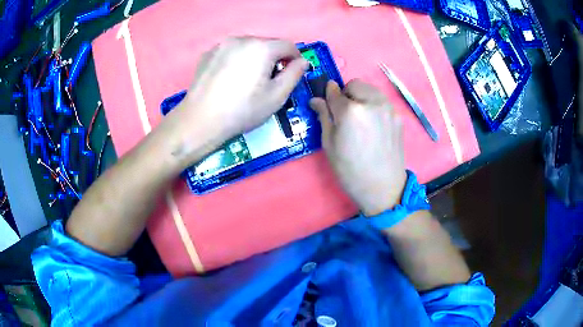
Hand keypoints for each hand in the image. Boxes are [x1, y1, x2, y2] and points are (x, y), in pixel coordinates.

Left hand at [166, 37, 308, 165]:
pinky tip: (229, 79)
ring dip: (254, 58)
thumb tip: (303, 61)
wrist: (200, 120)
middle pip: (267, 44)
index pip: (288, 45)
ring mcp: (221, 45)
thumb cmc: (243, 110)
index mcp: (261, 48)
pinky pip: (230, 52)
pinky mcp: (208, 54)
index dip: (295, 59)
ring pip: (247, 47)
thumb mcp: (277, 97)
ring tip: (247, 80)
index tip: (292, 73)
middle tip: (268, 81)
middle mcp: (241, 39)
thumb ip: (294, 75)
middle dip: (273, 58)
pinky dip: (236, 60)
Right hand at [310, 80, 406, 216]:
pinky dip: (373, 106)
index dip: (327, 95)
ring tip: (359, 119)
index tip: (325, 101)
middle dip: (346, 94)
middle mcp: (372, 103)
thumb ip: (324, 117)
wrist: (383, 188)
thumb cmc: (350, 171)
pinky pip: (382, 102)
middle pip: (355, 84)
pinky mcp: (398, 117)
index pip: (334, 92)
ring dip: (361, 97)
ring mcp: (389, 108)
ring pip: (370, 90)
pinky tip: (373, 126)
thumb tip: (317, 99)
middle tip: (343, 114)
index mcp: (351, 111)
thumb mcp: (329, 145)